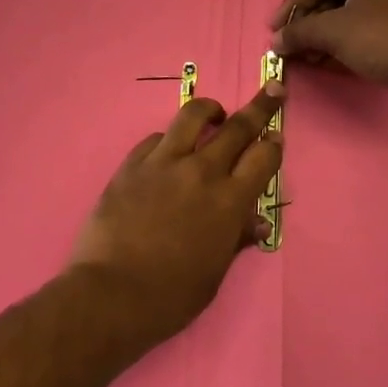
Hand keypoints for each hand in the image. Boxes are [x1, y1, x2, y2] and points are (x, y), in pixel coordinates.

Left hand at [67, 85, 283, 345]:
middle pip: (238, 127)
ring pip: (192, 115)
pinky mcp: (132, 164)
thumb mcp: (214, 274)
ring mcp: (164, 163)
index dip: (274, 145)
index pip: (263, 158)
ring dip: (210, 109)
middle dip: (260, 106)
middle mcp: (201, 171)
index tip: (276, 137)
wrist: (110, 295)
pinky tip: (168, 151)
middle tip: (272, 90)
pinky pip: (156, 138)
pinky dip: (169, 139)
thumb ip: (236, 239)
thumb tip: (257, 222)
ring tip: (215, 114)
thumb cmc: (170, 296)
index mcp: (229, 201)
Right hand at [270, 0, 387, 107]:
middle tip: (291, 43)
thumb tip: (276, 42)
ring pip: (351, 7)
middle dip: (310, 21)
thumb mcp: (333, 32)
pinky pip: (369, 18)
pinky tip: (330, 57)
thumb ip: (299, 32)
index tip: (275, 28)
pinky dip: (348, 35)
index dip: (292, 4)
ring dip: (326, 31)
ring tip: (307, 56)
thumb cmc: (381, 37)